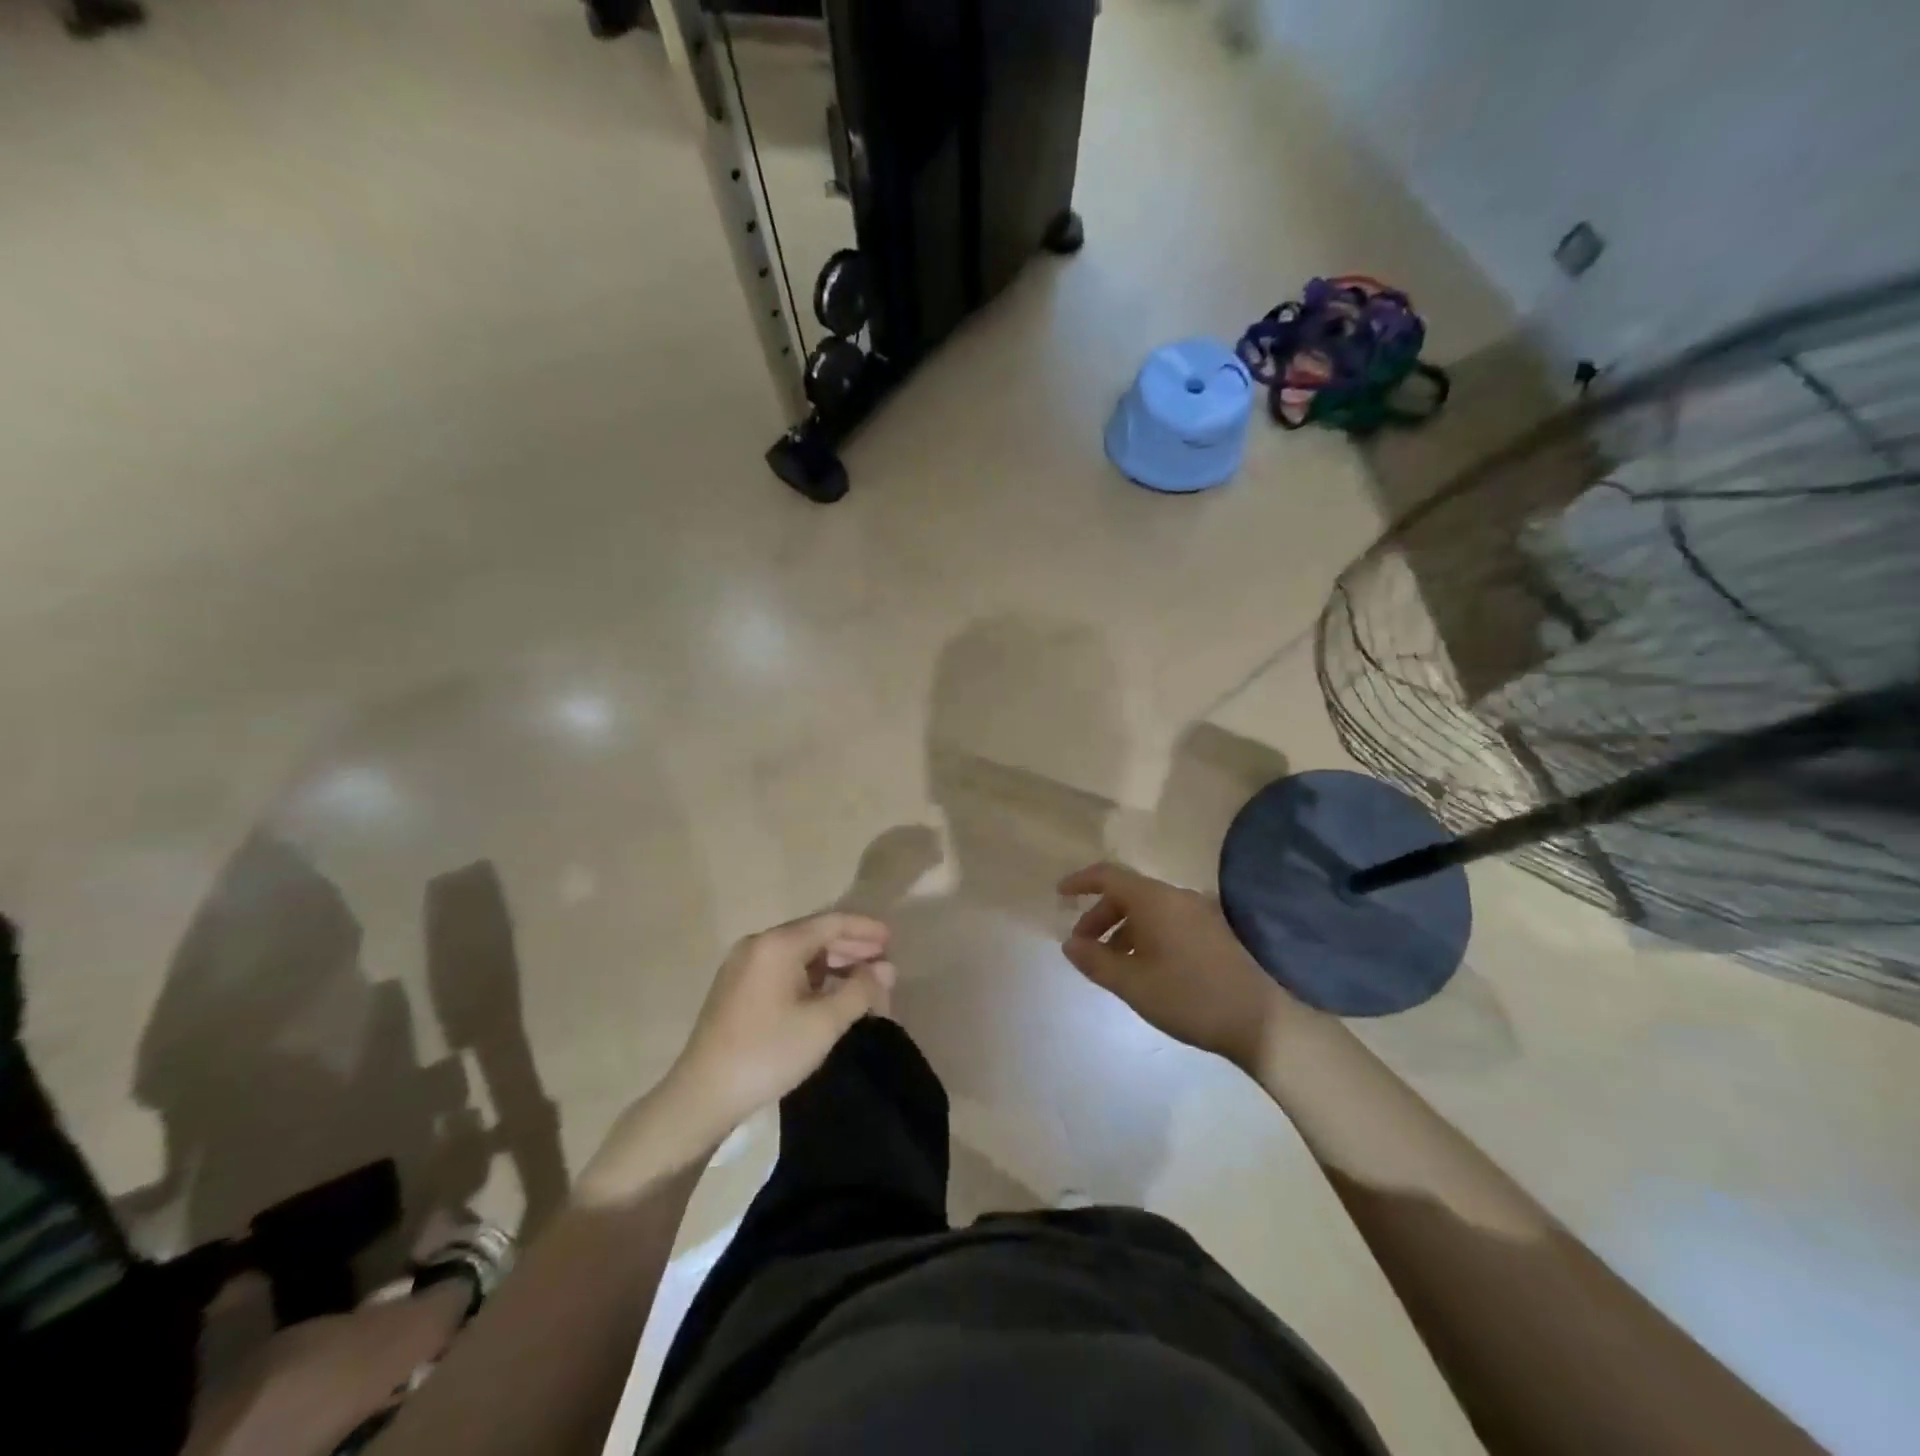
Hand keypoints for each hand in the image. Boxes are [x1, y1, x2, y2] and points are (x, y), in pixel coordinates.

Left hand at [665, 911, 895, 1137]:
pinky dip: (811, 976)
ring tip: (862, 980)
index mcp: (777, 944)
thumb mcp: (824, 1023)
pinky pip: (783, 968)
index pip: (831, 923)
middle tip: (883, 962)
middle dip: (851, 947)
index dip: (865, 929)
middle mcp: (758, 945)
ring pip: (798, 953)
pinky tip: (828, 994)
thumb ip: (860, 990)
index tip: (892, 940)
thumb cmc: (769, 1053)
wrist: (703, 1095)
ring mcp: (743, 965)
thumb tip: (886, 969)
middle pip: (813, 935)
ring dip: (832, 963)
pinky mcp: (736, 987)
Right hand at [1057, 862, 1293, 1070]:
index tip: (1059, 895)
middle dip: (1099, 916)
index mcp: (1155, 900)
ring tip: (1112, 964)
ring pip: (1148, 910)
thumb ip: (1095, 961)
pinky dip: (1145, 935)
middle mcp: (1177, 897)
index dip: (1080, 882)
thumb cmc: (1190, 997)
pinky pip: (1168, 921)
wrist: (1262, 1021)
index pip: (1108, 876)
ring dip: (1122, 930)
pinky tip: (1144, 968)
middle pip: (1127, 894)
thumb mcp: (1133, 984)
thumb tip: (1069, 944)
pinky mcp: (1214, 931)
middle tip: (1083, 947)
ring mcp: (1200, 913)